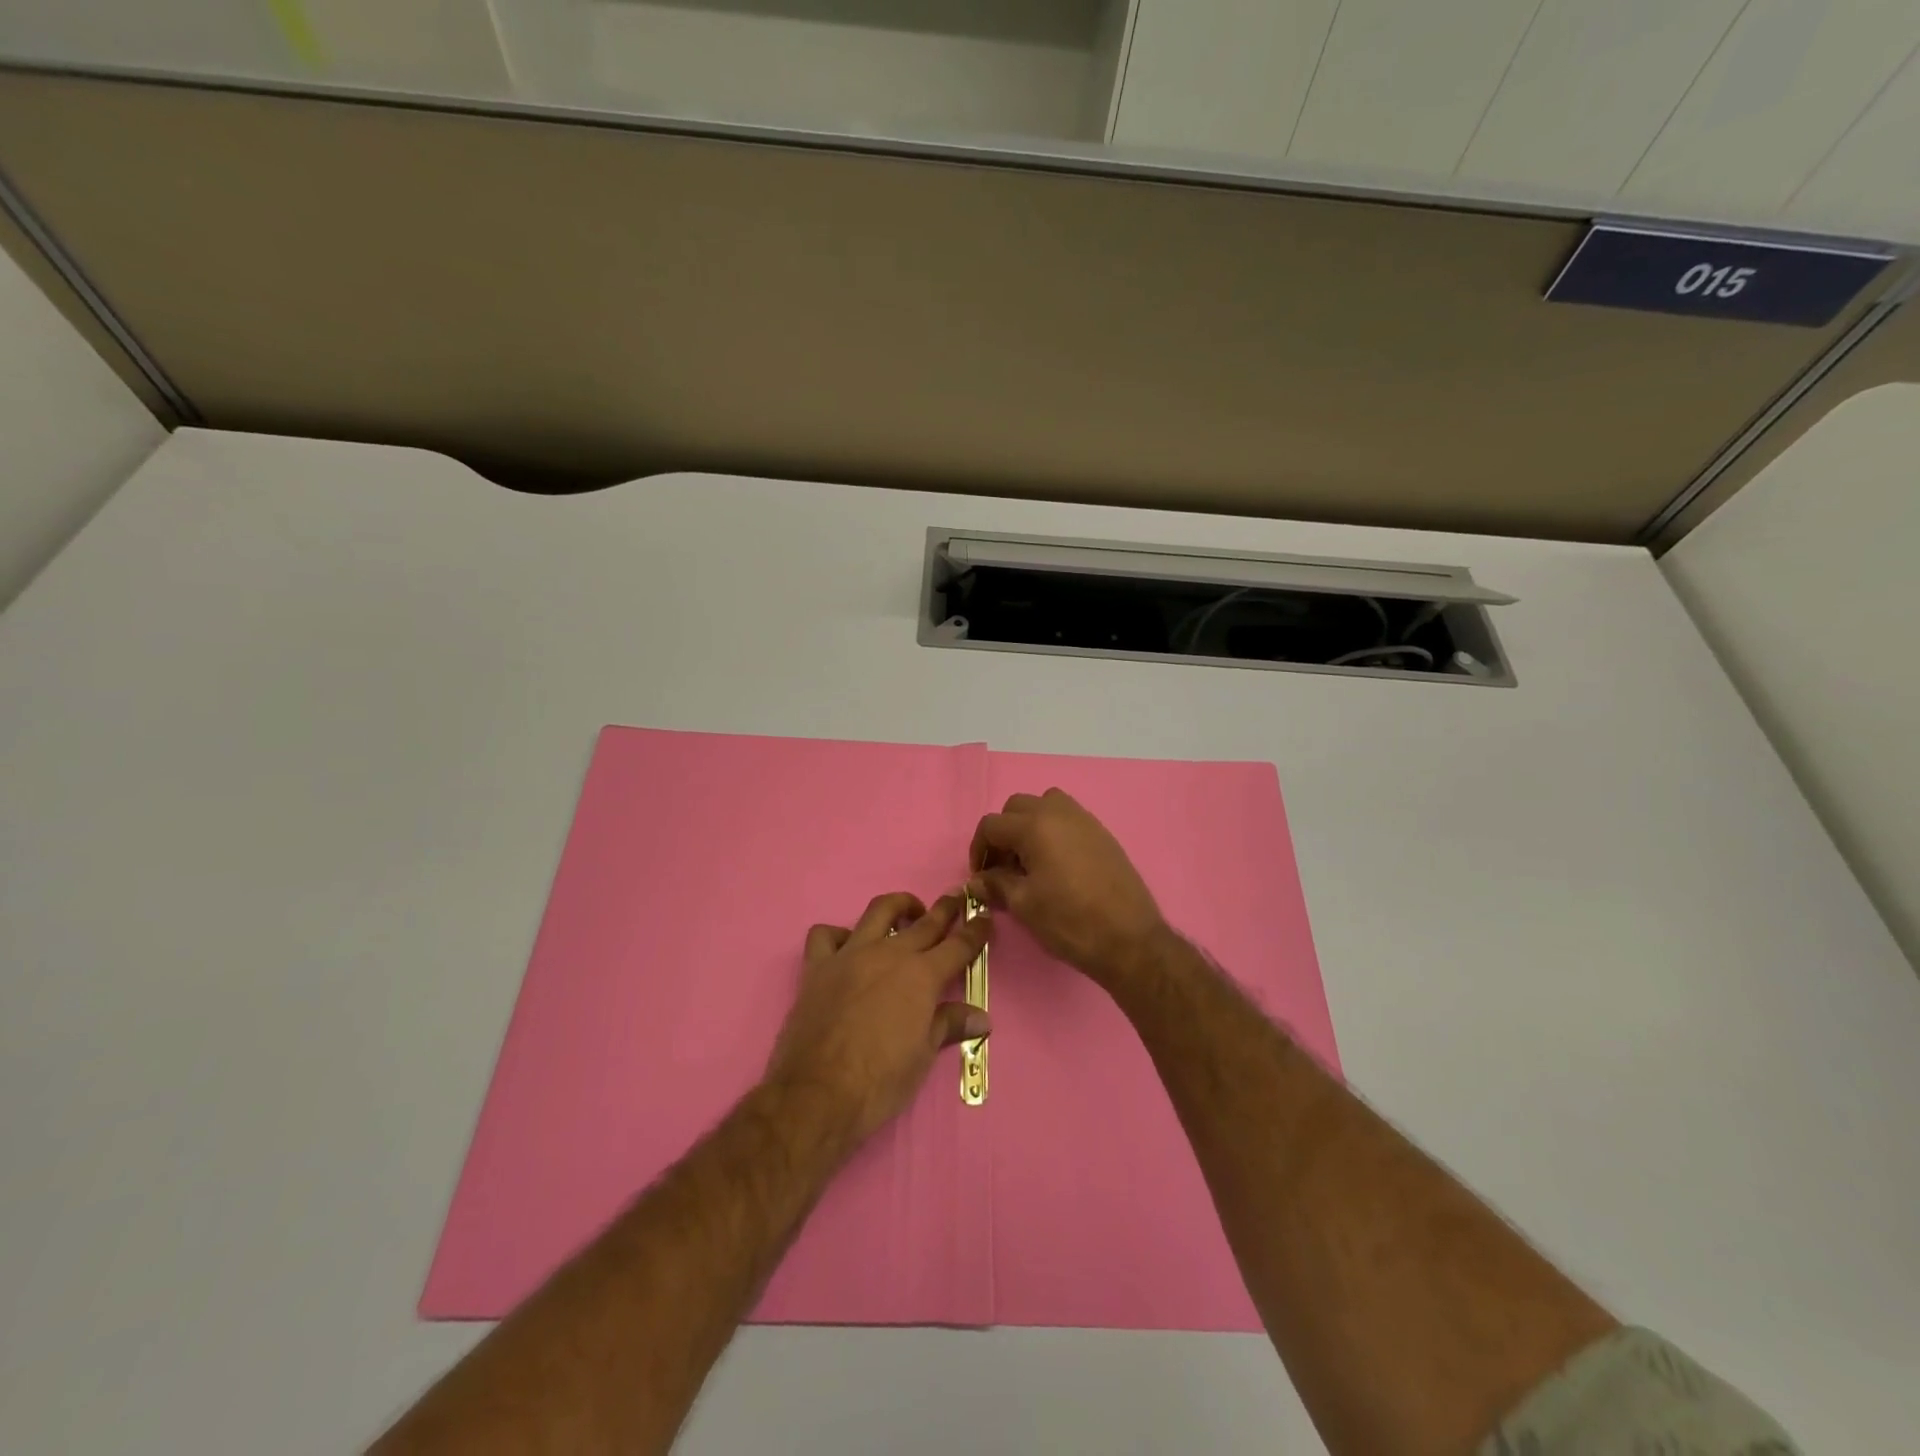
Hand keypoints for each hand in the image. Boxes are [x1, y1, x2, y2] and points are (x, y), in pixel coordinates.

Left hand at [766, 891, 991, 1143]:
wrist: (817, 1094)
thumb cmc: (880, 1081)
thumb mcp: (923, 1056)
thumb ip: (949, 1025)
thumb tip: (981, 1017)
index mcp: (921, 976)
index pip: (958, 945)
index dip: (975, 930)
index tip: (985, 917)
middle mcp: (889, 954)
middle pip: (925, 922)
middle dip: (945, 908)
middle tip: (956, 898)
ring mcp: (851, 955)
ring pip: (878, 912)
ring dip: (898, 906)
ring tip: (908, 911)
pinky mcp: (818, 966)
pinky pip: (826, 935)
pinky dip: (838, 934)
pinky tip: (847, 946)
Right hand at [968, 789, 1167, 988]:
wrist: (1129, 939)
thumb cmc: (1070, 921)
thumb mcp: (1024, 905)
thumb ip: (995, 885)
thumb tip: (976, 881)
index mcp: (1035, 826)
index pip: (991, 825)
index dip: (979, 849)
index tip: (981, 877)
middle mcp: (1059, 812)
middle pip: (1016, 807)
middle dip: (1003, 833)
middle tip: (1002, 867)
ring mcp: (1084, 820)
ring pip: (1045, 805)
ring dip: (1029, 826)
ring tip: (1029, 861)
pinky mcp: (1102, 833)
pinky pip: (1067, 818)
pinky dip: (1053, 831)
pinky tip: (1056, 865)